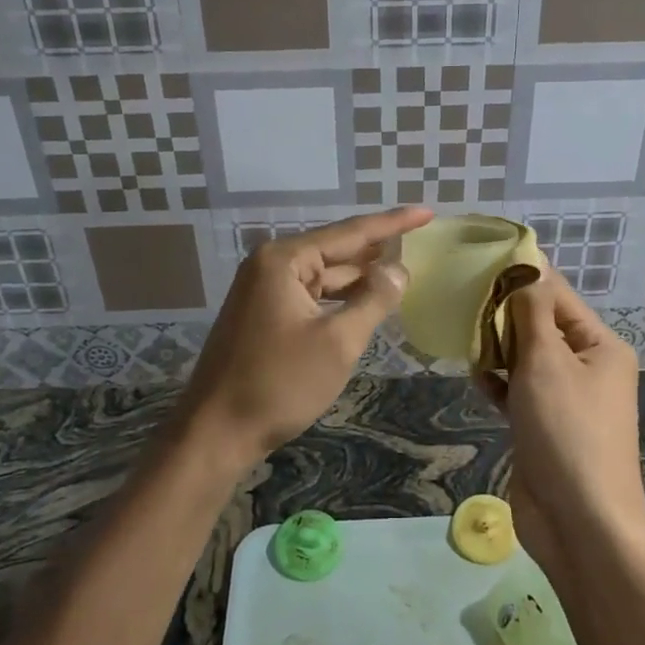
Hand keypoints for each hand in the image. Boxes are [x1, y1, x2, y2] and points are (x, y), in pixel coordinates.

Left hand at [174, 207, 431, 471]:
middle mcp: (269, 266)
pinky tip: (366, 303)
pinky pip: (311, 297)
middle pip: (335, 251)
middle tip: (421, 240)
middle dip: (376, 250)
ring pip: (323, 277)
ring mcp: (263, 291)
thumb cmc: (280, 383)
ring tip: (402, 272)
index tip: (427, 212)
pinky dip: (339, 300)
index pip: (350, 233)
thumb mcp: (338, 341)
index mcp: (283, 260)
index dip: (393, 223)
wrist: (216, 432)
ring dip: (359, 278)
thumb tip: (399, 270)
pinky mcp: (263, 316)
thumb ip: (373, 300)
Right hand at [474, 275, 644, 571]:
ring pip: (524, 357)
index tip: (479, 260)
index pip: (557, 295)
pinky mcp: (542, 424)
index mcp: (600, 345)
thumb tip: (528, 268)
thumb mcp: (548, 362)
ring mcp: (563, 398)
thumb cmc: (567, 430)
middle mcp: (586, 366)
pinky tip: (476, 377)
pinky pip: (517, 389)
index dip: (521, 276)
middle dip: (503, 314)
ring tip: (463, 337)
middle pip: (539, 324)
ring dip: (497, 348)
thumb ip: (532, 313)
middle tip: (461, 300)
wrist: (579, 521)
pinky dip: (498, 381)